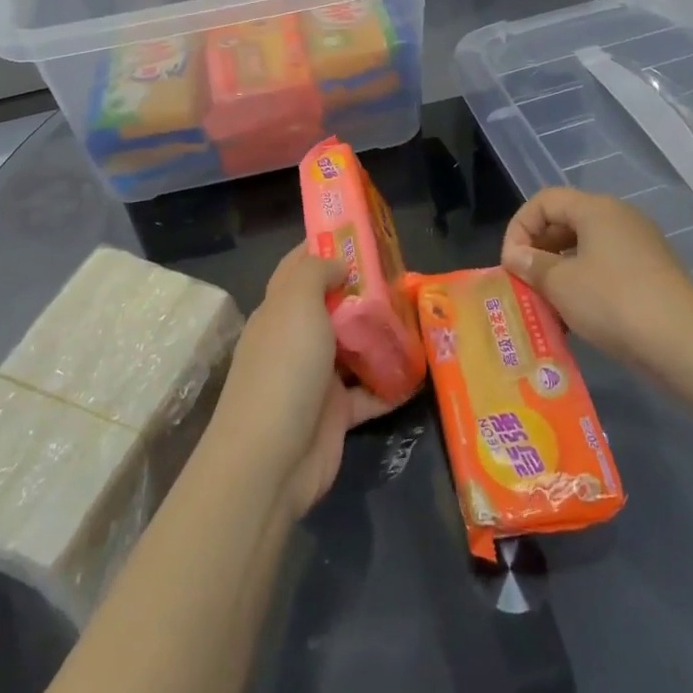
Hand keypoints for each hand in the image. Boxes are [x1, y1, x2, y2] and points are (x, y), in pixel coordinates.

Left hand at [209, 245, 399, 520]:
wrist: (270, 460)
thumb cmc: (283, 368)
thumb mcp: (295, 303)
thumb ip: (316, 272)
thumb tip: (338, 264)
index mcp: (279, 309)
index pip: (300, 266)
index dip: (327, 245)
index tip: (365, 232)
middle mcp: (296, 338)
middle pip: (334, 305)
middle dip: (366, 291)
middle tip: (406, 277)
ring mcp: (316, 377)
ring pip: (355, 347)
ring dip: (383, 336)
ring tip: (421, 317)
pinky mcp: (336, 414)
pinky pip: (370, 392)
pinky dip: (392, 384)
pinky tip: (422, 371)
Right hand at [501, 188, 692, 358]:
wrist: (682, 342)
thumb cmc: (612, 301)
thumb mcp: (560, 283)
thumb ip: (532, 265)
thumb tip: (517, 257)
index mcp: (596, 209)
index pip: (544, 201)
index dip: (520, 227)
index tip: (511, 263)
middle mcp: (620, 218)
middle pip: (566, 221)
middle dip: (539, 250)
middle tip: (525, 281)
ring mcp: (640, 245)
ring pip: (586, 248)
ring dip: (560, 271)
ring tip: (547, 303)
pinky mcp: (652, 273)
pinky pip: (607, 268)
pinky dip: (585, 284)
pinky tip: (576, 316)